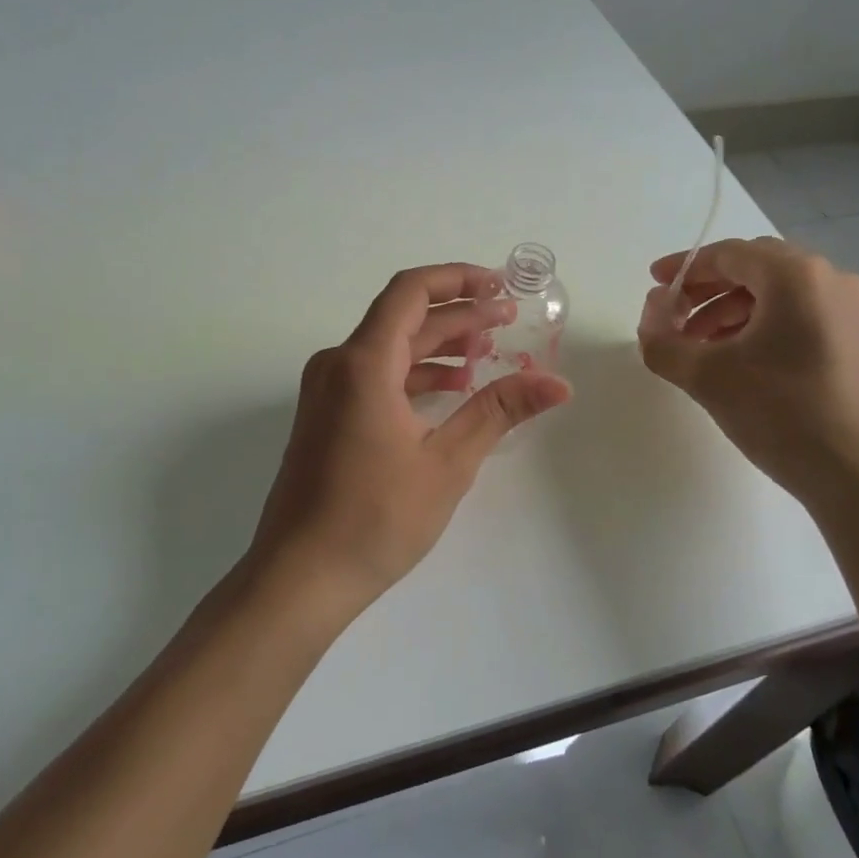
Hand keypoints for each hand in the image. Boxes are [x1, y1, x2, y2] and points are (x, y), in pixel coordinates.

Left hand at [251, 263, 571, 612]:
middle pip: (403, 318)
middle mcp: (338, 364)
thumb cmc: (375, 518)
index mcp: (363, 363)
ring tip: (487, 353)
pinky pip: (375, 375)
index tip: (499, 285)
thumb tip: (558, 384)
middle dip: (458, 314)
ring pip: (390, 347)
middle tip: (507, 319)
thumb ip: (500, 411)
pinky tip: (450, 389)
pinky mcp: (326, 416)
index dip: (457, 279)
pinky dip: (415, 372)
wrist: (299, 578)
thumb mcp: (448, 462)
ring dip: (438, 344)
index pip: (411, 292)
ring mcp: (326, 391)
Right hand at [637, 237, 858, 503]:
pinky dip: (758, 327)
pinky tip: (735, 360)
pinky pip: (796, 316)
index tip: (653, 286)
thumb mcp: (708, 377)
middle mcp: (828, 279)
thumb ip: (663, 341)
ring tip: (697, 347)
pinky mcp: (854, 340)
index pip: (727, 254)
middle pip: (753, 268)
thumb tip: (650, 317)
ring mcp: (848, 310)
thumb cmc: (784, 414)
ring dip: (729, 311)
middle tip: (672, 317)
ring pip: (775, 294)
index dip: (683, 268)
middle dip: (706, 290)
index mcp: (796, 275)